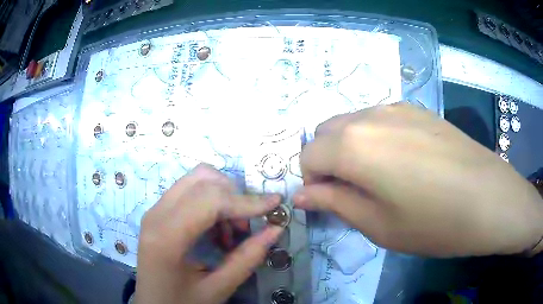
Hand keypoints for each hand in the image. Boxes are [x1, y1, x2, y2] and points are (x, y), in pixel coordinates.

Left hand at [135, 164, 282, 303]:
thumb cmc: (181, 303)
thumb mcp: (217, 289)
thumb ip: (247, 259)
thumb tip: (275, 229)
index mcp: (167, 236)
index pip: (210, 199)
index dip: (245, 200)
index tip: (275, 204)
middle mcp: (156, 213)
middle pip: (203, 179)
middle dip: (234, 195)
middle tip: (247, 226)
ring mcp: (155, 210)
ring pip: (196, 179)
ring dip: (222, 196)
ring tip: (231, 231)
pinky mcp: (158, 212)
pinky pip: (190, 191)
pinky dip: (211, 202)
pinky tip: (216, 230)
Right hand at [294, 103, 542, 256]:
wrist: (490, 199)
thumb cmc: (434, 222)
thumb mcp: (377, 225)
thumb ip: (334, 203)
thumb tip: (302, 194)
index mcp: (354, 144)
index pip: (308, 155)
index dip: (312, 181)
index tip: (331, 201)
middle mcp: (370, 115)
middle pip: (326, 132)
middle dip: (327, 160)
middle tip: (353, 190)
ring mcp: (397, 107)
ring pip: (352, 122)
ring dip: (350, 148)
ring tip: (381, 178)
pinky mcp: (418, 110)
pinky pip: (379, 119)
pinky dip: (375, 138)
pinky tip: (405, 162)